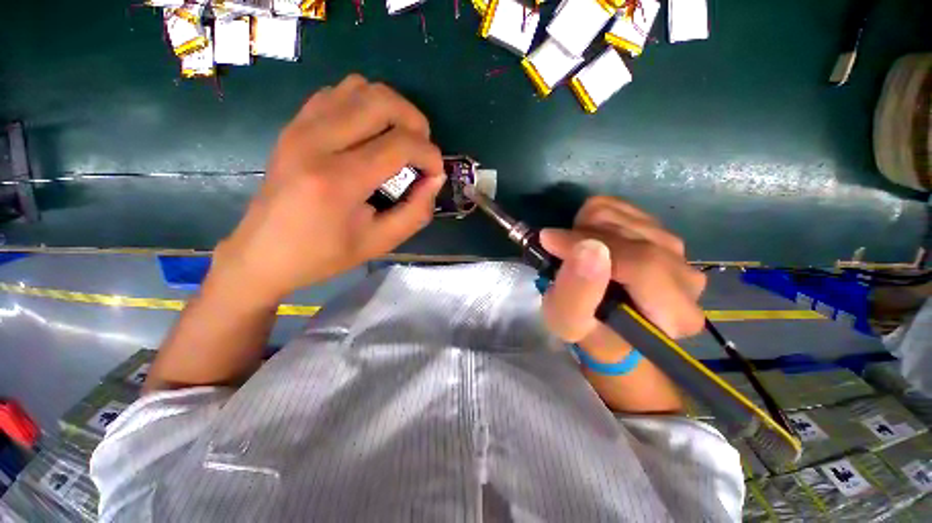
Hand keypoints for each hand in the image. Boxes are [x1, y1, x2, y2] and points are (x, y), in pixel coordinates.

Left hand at [212, 75, 445, 303]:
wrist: (264, 252)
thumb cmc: (325, 254)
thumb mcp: (380, 242)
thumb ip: (416, 211)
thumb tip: (436, 178)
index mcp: (338, 180)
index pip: (400, 144)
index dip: (430, 154)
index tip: (436, 172)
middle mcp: (316, 142)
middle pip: (381, 101)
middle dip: (415, 122)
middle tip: (421, 150)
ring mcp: (300, 127)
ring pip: (359, 87)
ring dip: (391, 110)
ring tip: (399, 140)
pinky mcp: (294, 125)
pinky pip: (337, 93)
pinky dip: (363, 105)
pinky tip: (369, 134)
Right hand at [540, 196, 705, 362]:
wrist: (601, 321)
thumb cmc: (584, 328)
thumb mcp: (567, 321)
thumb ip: (577, 292)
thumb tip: (588, 247)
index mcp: (674, 314)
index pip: (642, 265)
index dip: (589, 245)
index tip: (549, 240)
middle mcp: (686, 278)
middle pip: (633, 235)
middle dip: (583, 237)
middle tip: (559, 252)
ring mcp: (677, 251)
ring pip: (624, 216)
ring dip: (586, 229)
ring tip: (574, 252)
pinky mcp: (659, 231)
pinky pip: (621, 207)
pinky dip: (593, 218)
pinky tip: (588, 240)